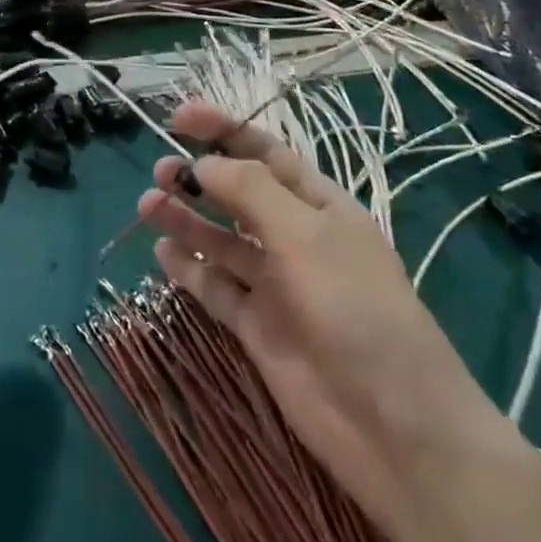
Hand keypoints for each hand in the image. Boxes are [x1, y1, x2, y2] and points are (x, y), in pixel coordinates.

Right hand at [137, 104, 500, 522]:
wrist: (393, 425)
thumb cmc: (355, 308)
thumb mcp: (304, 235)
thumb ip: (249, 191)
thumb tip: (203, 164)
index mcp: (318, 204)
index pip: (264, 151)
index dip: (222, 129)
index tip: (178, 115)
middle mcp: (294, 237)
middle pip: (238, 194)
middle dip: (199, 176)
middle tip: (160, 171)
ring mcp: (275, 284)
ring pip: (221, 240)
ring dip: (186, 220)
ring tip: (147, 205)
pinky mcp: (258, 327)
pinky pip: (217, 288)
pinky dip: (190, 269)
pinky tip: (162, 254)